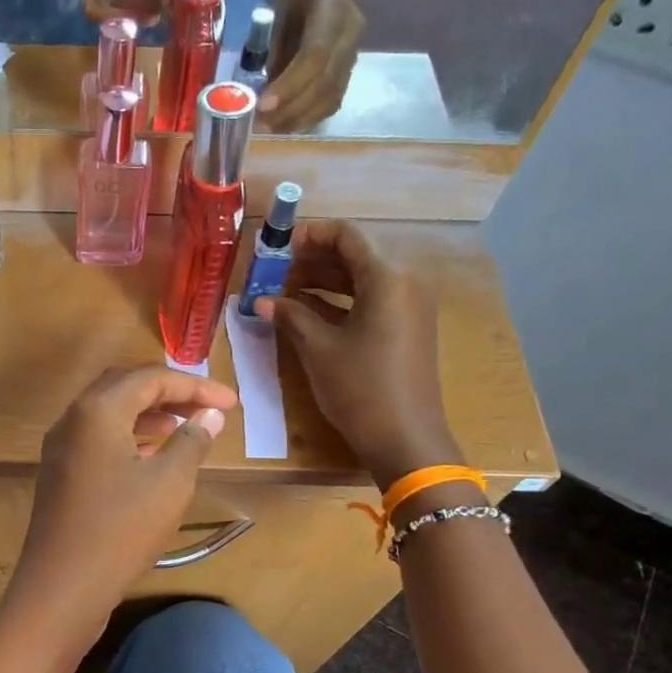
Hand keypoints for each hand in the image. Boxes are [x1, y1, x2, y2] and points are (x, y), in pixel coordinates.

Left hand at [7, 366, 236, 634]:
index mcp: (97, 410)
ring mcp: (60, 448)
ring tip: (184, 428)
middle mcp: (72, 419)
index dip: (196, 386)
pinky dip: (128, 437)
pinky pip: (97, 439)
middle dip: (168, 393)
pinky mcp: (59, 474)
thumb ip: (192, 441)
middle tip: (205, 409)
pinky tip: (152, 457)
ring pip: (108, 414)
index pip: (151, 378)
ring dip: (148, 414)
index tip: (232, 403)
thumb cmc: (121, 529)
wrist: (62, 587)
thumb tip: (210, 415)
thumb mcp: (170, 483)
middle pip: (124, 387)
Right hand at [255, 220, 459, 489]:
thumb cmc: (360, 388)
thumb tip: (261, 301)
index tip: (278, 246)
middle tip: (274, 272)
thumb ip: (291, 316)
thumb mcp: (318, 349)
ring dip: (324, 281)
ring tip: (284, 292)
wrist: (405, 438)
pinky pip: (372, 301)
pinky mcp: (408, 328)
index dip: (310, 235)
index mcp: (387, 278)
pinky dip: (341, 301)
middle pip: (355, 256)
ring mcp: (410, 306)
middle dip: (313, 260)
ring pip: (362, 279)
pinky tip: (309, 312)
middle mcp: (405, 283)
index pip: (347, 236)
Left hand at [259, 0, 363, 130]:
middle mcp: (351, 31)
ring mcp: (355, 52)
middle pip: (326, 82)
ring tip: (271, 128)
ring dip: (299, 118)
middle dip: (291, 108)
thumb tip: (257, 91)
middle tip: (262, 124)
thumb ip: (270, 48)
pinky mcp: (350, 69)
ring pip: (331, 96)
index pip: (315, 56)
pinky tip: (288, 123)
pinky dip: (310, 117)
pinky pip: (333, 101)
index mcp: (333, 6)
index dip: (290, 85)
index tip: (263, 105)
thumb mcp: (276, 8)